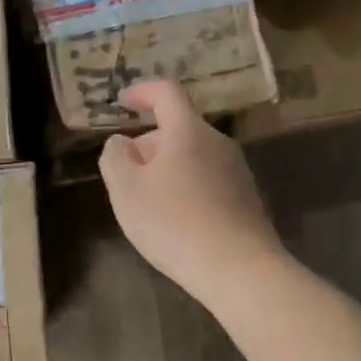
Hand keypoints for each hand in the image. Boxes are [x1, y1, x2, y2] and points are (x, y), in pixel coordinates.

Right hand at [98, 80, 285, 306]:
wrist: (238, 269)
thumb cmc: (173, 223)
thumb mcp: (126, 190)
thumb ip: (115, 157)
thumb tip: (121, 142)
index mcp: (188, 131)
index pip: (166, 92)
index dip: (142, 91)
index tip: (123, 102)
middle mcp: (217, 142)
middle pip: (178, 128)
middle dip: (148, 144)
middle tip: (126, 175)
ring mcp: (237, 171)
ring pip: (192, 156)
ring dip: (166, 168)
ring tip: (147, 204)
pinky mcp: (245, 199)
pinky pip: (207, 180)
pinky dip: (185, 188)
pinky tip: (175, 222)